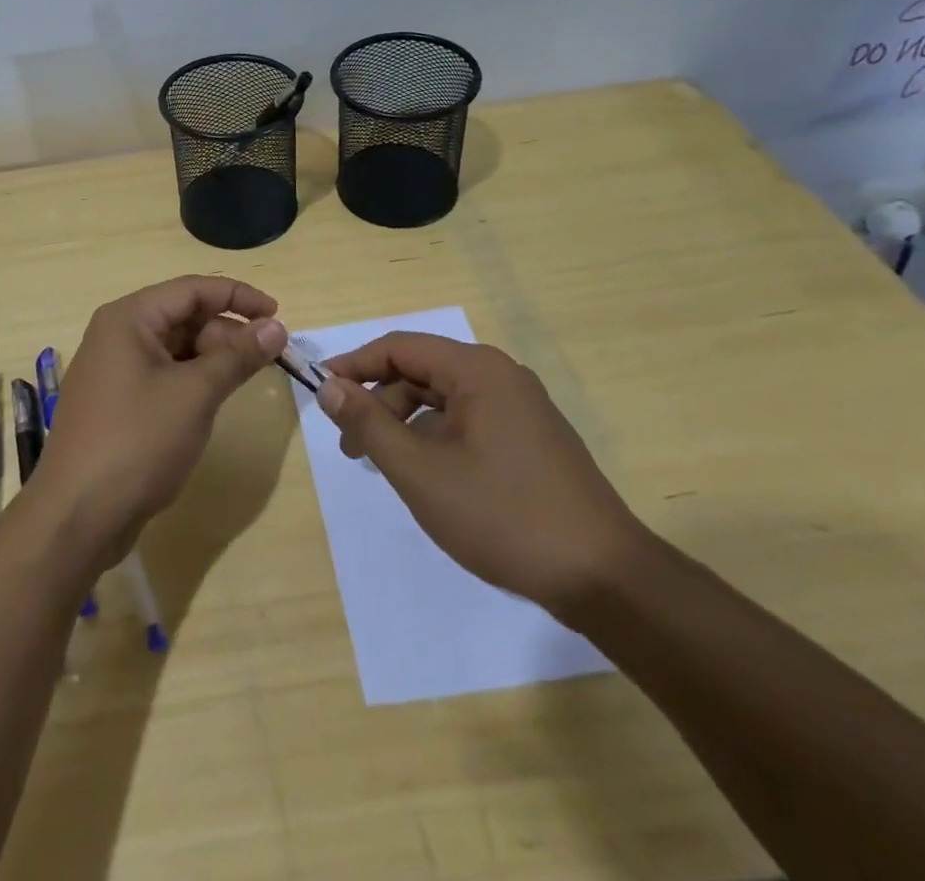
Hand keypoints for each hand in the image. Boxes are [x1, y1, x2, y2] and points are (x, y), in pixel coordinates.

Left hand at [32, 276, 287, 566]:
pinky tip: (214, 400)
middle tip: (266, 359)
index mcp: (129, 318)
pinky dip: (193, 380)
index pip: (192, 289)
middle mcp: (118, 334)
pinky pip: (164, 374)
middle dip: (228, 332)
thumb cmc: (137, 442)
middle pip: (184, 316)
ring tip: (246, 379)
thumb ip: (237, 356)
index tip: (278, 315)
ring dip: (213, 357)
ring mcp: (115, 370)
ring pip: (176, 348)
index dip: (239, 297)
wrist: (76, 516)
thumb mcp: (195, 394)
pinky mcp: (118, 402)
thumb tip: (276, 328)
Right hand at [317, 333, 644, 615]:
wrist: (603, 577)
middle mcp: (500, 376)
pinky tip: (427, 475)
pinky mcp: (532, 438)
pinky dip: (436, 437)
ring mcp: (521, 407)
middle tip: (350, 446)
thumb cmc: (502, 515)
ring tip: (385, 466)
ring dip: (406, 423)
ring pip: (445, 399)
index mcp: (476, 369)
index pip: (399, 347)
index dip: (354, 365)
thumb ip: (369, 423)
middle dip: (379, 402)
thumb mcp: (419, 470)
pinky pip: (469, 420)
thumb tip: (328, 386)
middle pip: (421, 371)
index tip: (320, 392)